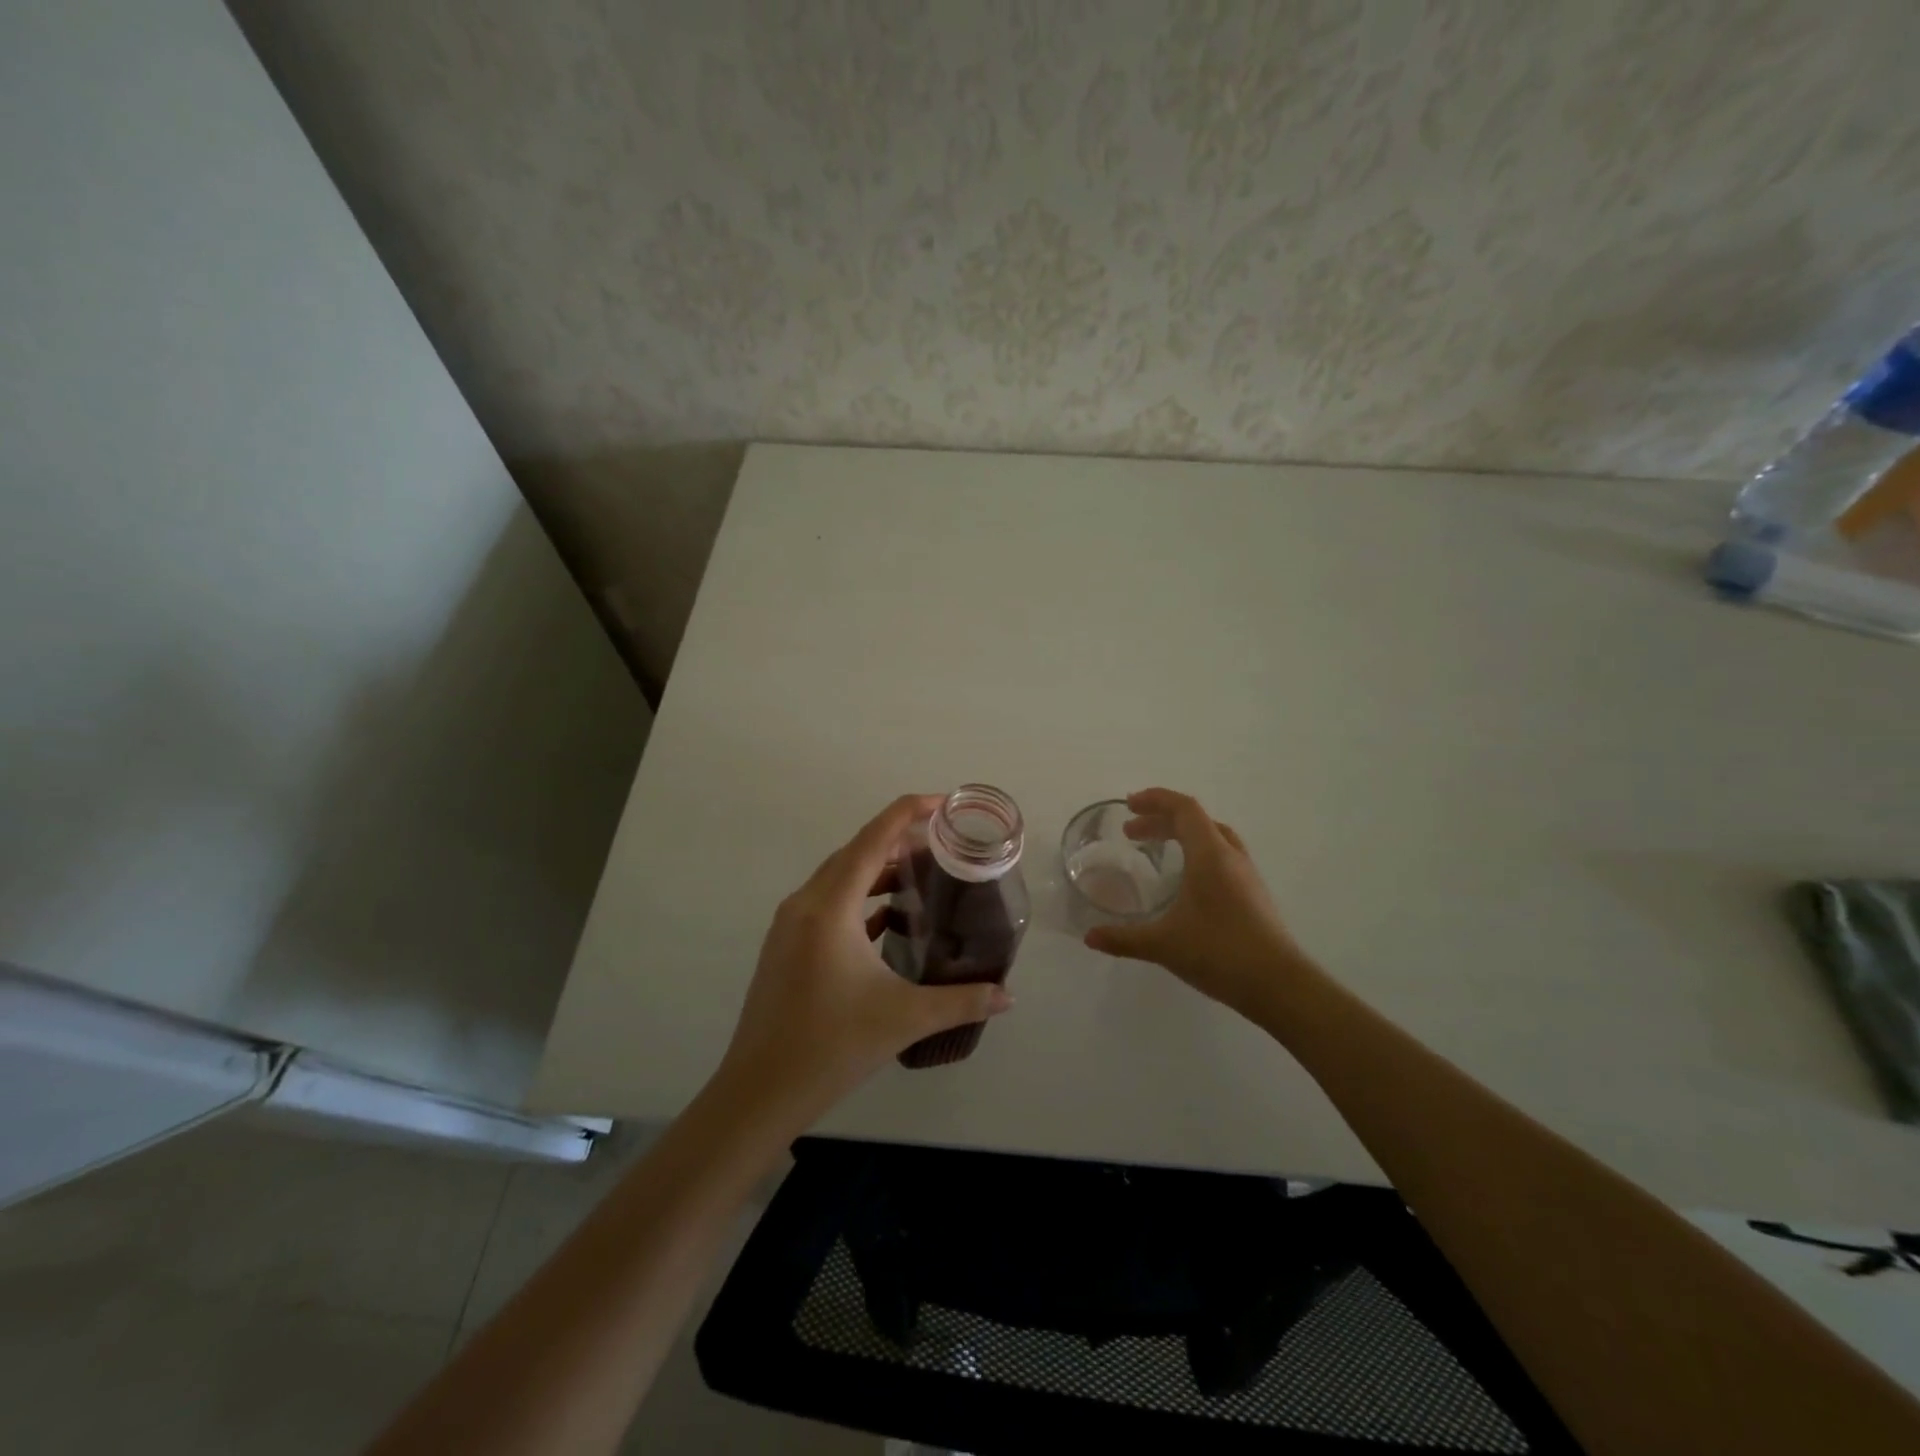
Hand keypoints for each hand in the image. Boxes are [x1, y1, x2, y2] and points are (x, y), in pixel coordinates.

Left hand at [716, 794, 1013, 1126]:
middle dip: (898, 841)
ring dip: (877, 872)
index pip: (873, 839)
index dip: (908, 813)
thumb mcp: (904, 1018)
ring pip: (839, 879)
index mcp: (829, 907)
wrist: (759, 1092)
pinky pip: (827, 904)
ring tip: (921, 878)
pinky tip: (888, 920)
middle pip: (855, 852)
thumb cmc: (831, 1046)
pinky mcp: (785, 947)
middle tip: (942, 845)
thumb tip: (1007, 995)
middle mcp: (805, 904)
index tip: (943, 803)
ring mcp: (789, 925)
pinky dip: (859, 900)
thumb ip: (962, 1001)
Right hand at [1083, 788, 1304, 1017]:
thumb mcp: (1163, 945)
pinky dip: (1197, 852)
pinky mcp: (1253, 893)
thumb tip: (1089, 937)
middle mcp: (1230, 856)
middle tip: (1131, 833)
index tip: (1129, 805)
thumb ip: (1123, 939)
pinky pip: (1221, 856)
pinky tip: (1185, 880)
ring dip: (1182, 834)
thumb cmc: (1219, 953)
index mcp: (1210, 855)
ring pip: (1212, 837)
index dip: (1156, 799)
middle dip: (1161, 819)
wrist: (1279, 985)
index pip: (1184, 808)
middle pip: (1196, 820)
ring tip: (1157, 848)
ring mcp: (1246, 874)